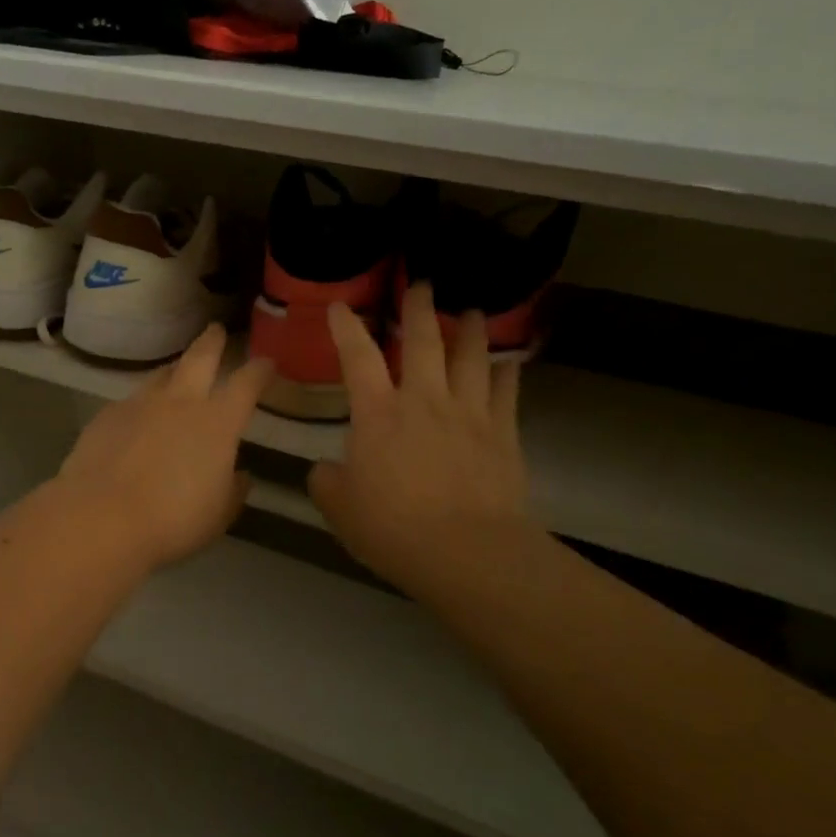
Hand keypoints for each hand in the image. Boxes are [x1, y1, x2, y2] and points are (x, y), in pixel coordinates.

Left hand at [55, 324, 273, 571]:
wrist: (101, 517)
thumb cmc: (172, 521)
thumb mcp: (218, 514)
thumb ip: (232, 490)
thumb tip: (239, 475)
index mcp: (218, 422)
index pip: (246, 384)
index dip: (259, 371)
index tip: (266, 363)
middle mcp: (180, 402)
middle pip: (200, 357)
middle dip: (212, 341)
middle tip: (216, 331)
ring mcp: (140, 404)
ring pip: (162, 374)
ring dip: (174, 370)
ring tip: (176, 374)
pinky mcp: (106, 415)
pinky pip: (131, 401)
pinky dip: (142, 405)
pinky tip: (137, 420)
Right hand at [309, 283, 535, 591]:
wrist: (466, 552)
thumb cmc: (393, 528)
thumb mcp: (340, 508)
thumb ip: (328, 480)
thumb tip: (327, 468)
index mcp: (378, 414)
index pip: (357, 358)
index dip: (346, 328)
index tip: (341, 306)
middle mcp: (424, 401)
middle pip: (424, 342)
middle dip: (419, 310)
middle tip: (421, 284)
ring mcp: (469, 414)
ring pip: (471, 359)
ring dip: (469, 331)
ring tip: (471, 312)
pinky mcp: (502, 435)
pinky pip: (506, 393)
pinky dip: (507, 372)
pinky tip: (508, 361)